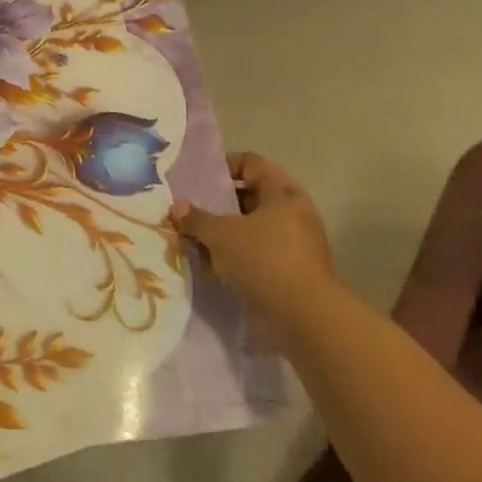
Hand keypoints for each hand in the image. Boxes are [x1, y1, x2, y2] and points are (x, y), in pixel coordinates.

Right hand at [173, 152, 337, 328]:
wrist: (304, 317)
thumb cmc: (264, 260)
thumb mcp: (221, 235)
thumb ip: (197, 218)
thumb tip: (177, 207)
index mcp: (283, 192)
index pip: (250, 163)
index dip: (223, 166)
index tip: (196, 181)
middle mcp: (293, 213)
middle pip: (250, 196)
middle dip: (218, 203)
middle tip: (190, 211)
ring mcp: (294, 243)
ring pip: (251, 227)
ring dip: (225, 233)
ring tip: (194, 239)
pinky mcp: (290, 271)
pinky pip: (256, 253)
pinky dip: (235, 255)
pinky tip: (211, 264)